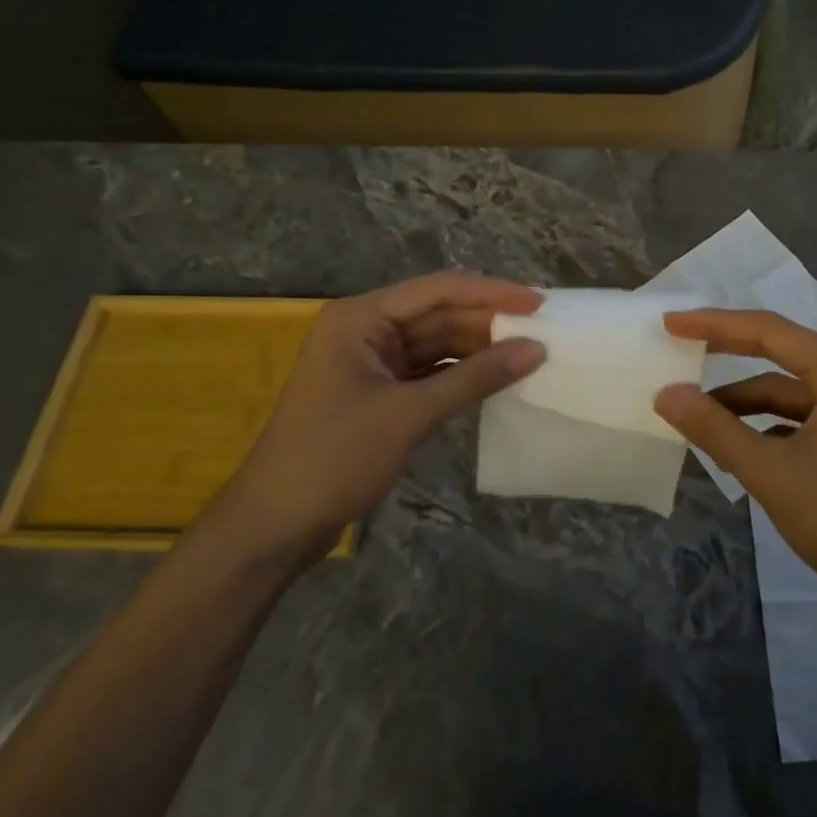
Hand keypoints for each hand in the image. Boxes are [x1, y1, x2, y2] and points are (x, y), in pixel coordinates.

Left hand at [214, 273, 544, 562]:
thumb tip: (536, 350)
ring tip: (528, 352)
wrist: (274, 527)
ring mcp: (372, 361)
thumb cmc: (334, 458)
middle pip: (438, 314)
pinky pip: (430, 371)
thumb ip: (474, 379)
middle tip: (542, 331)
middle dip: (487, 323)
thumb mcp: (409, 415)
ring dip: (478, 349)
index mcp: (361, 318)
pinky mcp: (379, 391)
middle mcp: (366, 329)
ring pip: (437, 343)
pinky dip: (461, 375)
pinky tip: (496, 378)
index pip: (438, 290)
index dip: (491, 293)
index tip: (538, 302)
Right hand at [655, 310, 816, 616]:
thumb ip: (714, 428)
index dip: (713, 324)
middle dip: (726, 352)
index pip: (767, 330)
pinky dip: (765, 427)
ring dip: (743, 402)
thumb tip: (665, 393)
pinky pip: (800, 419)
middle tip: (678, 347)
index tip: (671, 324)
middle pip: (779, 352)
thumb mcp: (770, 472)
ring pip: (788, 392)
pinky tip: (736, 447)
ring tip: (696, 414)